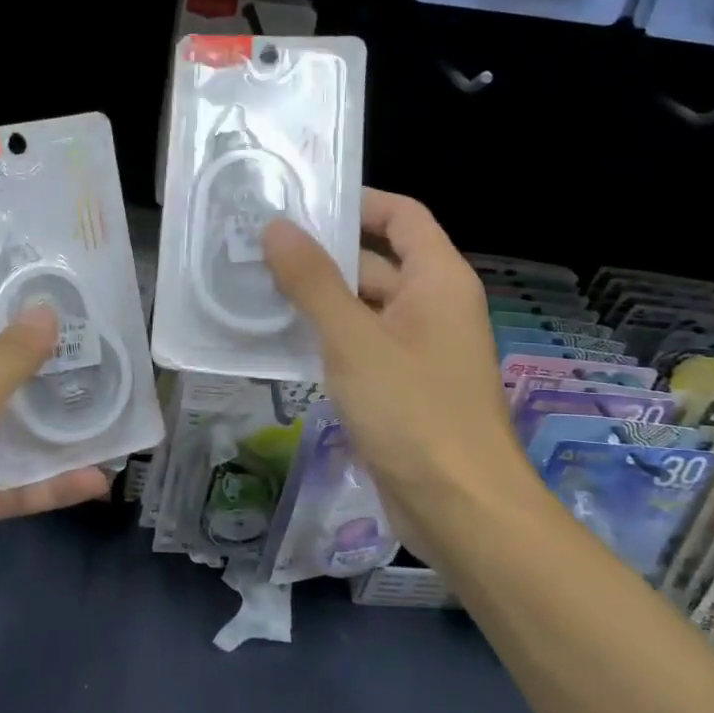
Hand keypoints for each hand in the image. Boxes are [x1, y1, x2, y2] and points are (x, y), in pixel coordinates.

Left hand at [0, 267, 108, 653]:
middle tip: (93, 325)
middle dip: (35, 344)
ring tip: (107, 392)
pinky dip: (51, 481)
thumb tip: (45, 310)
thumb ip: (6, 360)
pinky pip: (15, 482)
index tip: (38, 264)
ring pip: (7, 421)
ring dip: (51, 414)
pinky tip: (98, 477)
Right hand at [260, 190, 532, 533]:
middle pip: (375, 260)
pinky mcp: (399, 387)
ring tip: (253, 286)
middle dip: (321, 254)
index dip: (357, 202)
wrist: (460, 510)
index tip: (301, 203)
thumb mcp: (354, 339)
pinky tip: (276, 339)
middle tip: (256, 247)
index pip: (402, 216)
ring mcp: (416, 350)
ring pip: (361, 307)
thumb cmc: (414, 412)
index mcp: (438, 281)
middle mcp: (432, 307)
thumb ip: (313, 281)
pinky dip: (324, 337)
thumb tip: (277, 227)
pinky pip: (358, 346)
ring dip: (315, 298)